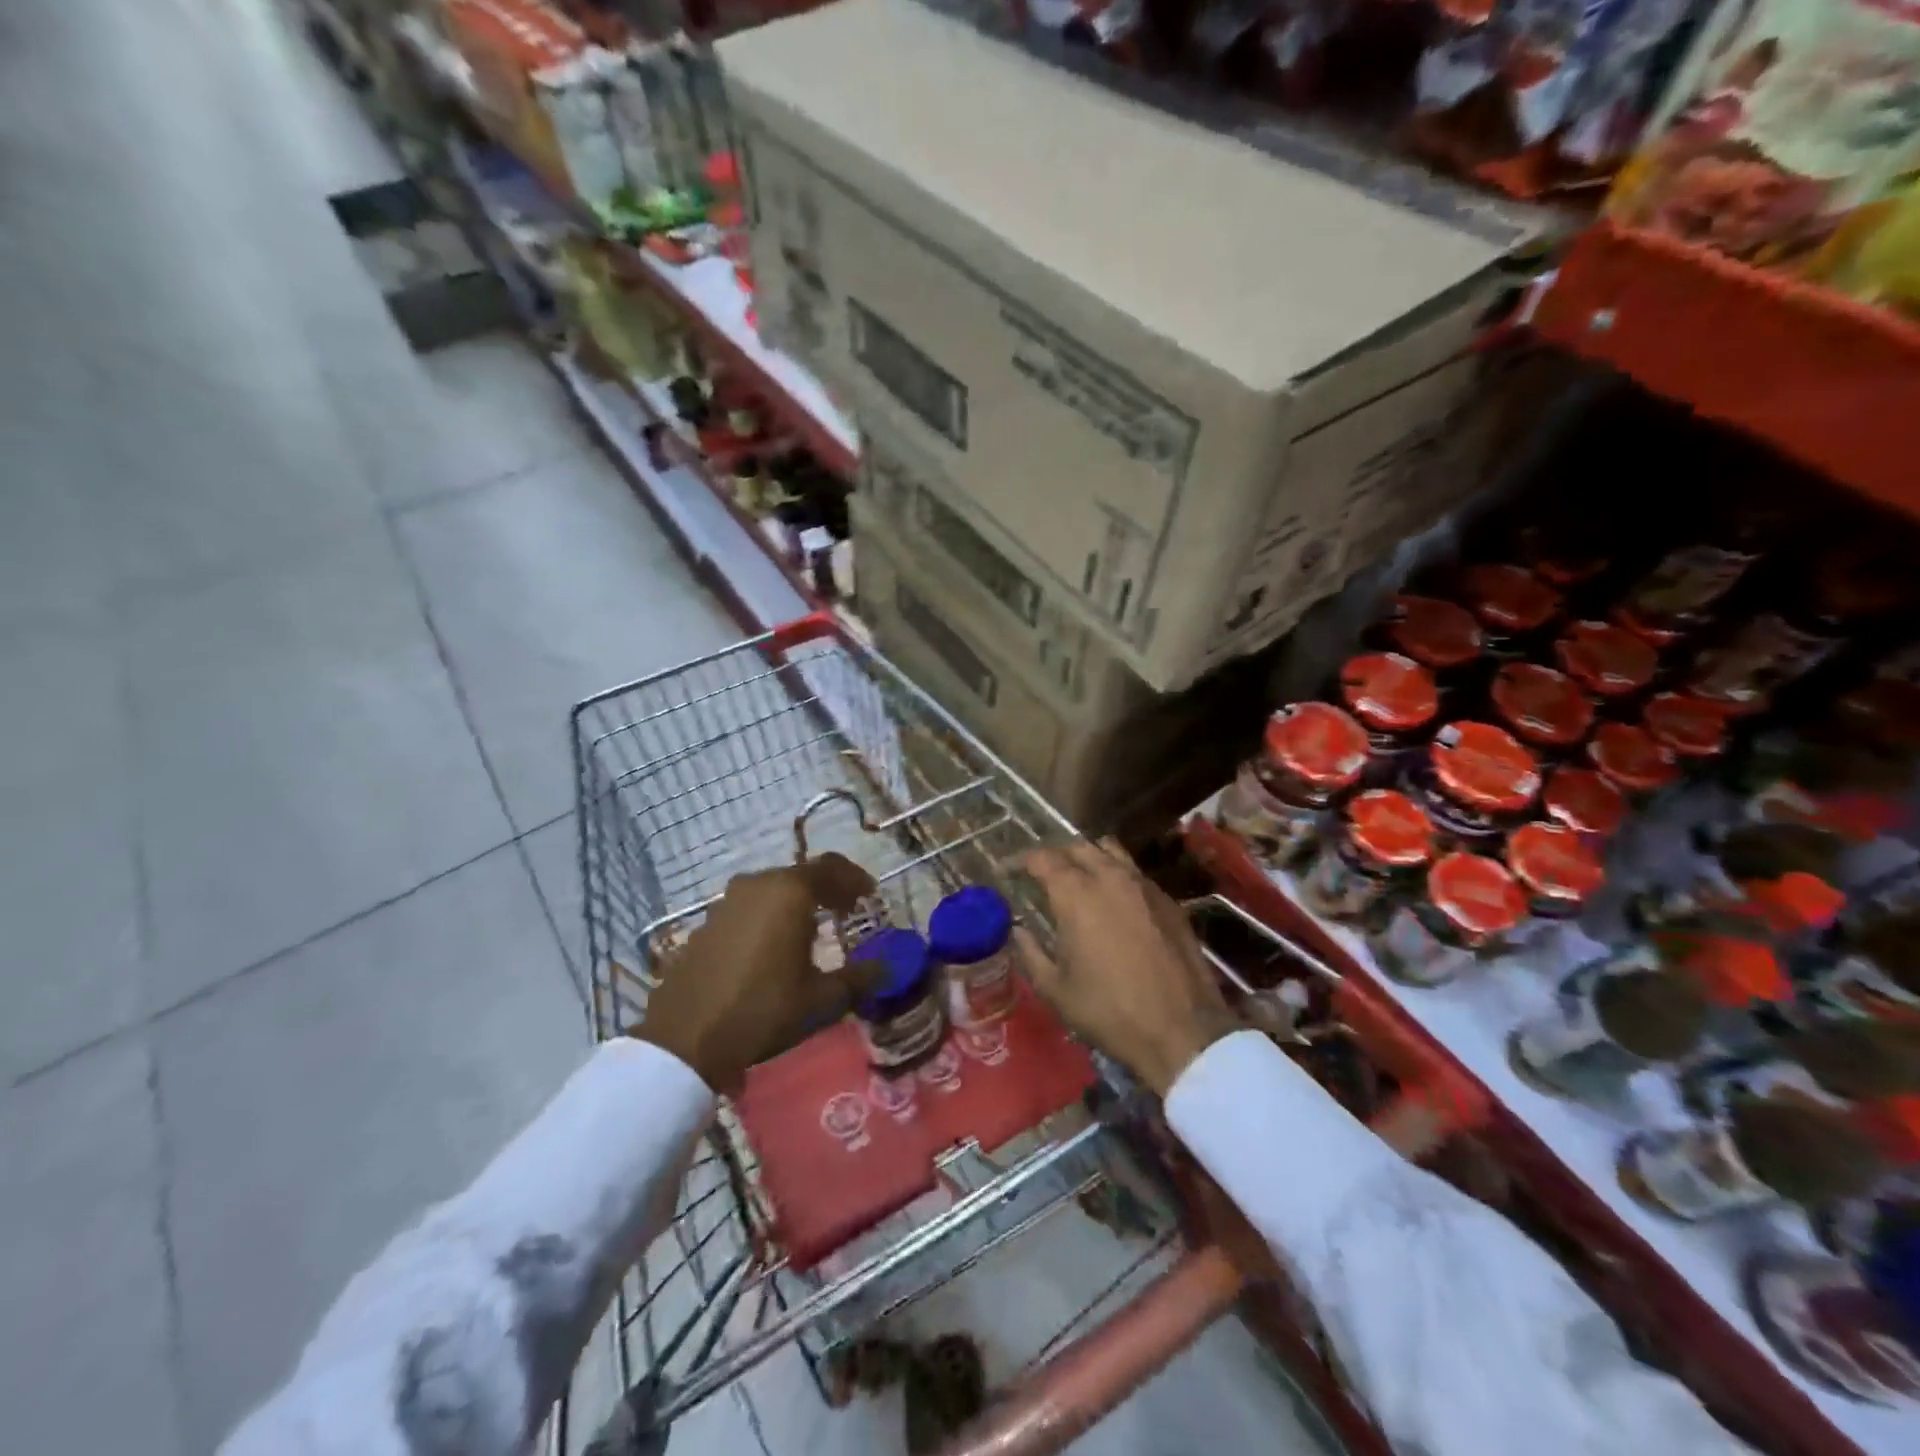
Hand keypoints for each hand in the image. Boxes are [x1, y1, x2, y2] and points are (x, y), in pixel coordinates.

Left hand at [636, 853, 880, 1091]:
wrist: (685, 1038)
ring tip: (811, 930)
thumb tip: (888, 967)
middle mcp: (758, 884)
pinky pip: (749, 907)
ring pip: (773, 889)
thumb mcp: (821, 999)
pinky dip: (769, 915)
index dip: (855, 879)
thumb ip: (860, 978)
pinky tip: (772, 947)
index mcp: (790, 892)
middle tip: (845, 911)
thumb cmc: (763, 1010)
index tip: (869, 896)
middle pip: (801, 875)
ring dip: (796, 902)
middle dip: (827, 889)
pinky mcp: (707, 922)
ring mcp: (727, 901)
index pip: (832, 867)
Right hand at [1017, 839, 1240, 1096]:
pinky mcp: (1168, 900)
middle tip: (1042, 874)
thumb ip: (1030, 953)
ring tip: (1078, 877)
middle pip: (1077, 848)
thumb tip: (1019, 930)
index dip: (1021, 860)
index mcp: (1075, 894)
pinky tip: (1114, 900)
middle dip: (1055, 855)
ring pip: (1110, 852)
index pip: (1042, 859)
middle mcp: (1109, 877)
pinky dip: (1117, 874)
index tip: (1010, 871)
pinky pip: (1135, 873)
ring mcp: (1144, 885)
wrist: (1181, 1030)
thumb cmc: (1108, 1011)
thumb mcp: (1055, 990)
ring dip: (1088, 857)